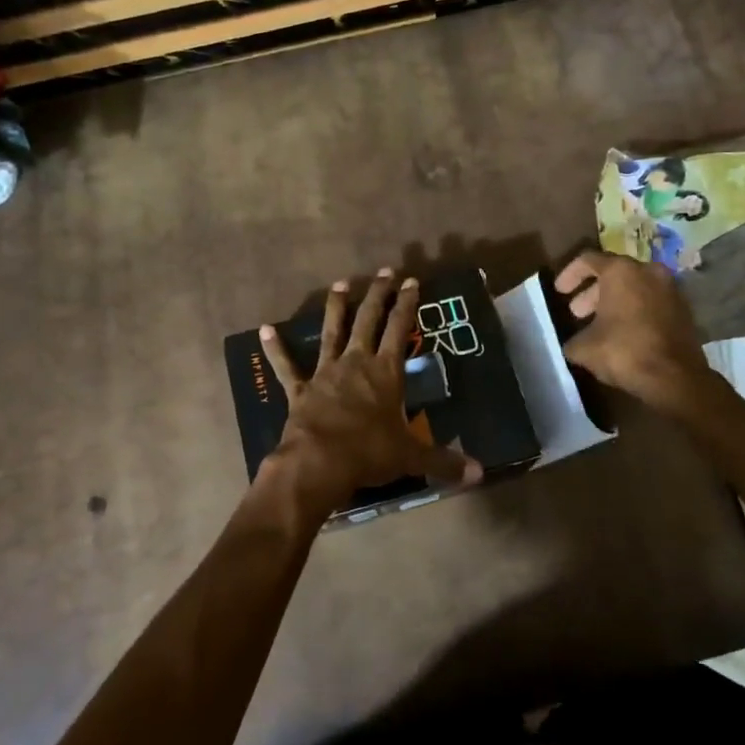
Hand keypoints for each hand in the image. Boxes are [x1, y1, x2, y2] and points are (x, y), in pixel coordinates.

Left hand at [259, 270, 481, 522]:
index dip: (408, 305)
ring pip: (331, 332)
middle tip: (384, 271)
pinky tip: (265, 330)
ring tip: (340, 284)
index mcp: (386, 373)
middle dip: (378, 295)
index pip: (401, 330)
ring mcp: (325, 373)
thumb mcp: (411, 457)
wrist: (319, 463)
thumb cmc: (369, 454)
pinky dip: (276, 349)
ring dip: (336, 308)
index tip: (412, 281)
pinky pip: (286, 366)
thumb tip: (479, 474)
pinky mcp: (300, 390)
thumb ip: (444, 461)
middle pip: (368, 321)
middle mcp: (356, 363)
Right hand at [555, 250, 716, 414]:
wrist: (675, 378)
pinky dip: (634, 311)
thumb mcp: (584, 348)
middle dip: (592, 292)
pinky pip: (651, 302)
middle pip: (614, 273)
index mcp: (621, 271)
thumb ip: (573, 338)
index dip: (569, 274)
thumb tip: (574, 342)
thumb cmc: (624, 351)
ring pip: (635, 288)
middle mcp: (648, 271)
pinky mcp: (683, 310)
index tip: (559, 292)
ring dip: (614, 302)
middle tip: (577, 312)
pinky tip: (622, 334)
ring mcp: (670, 289)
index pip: (588, 260)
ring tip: (598, 325)